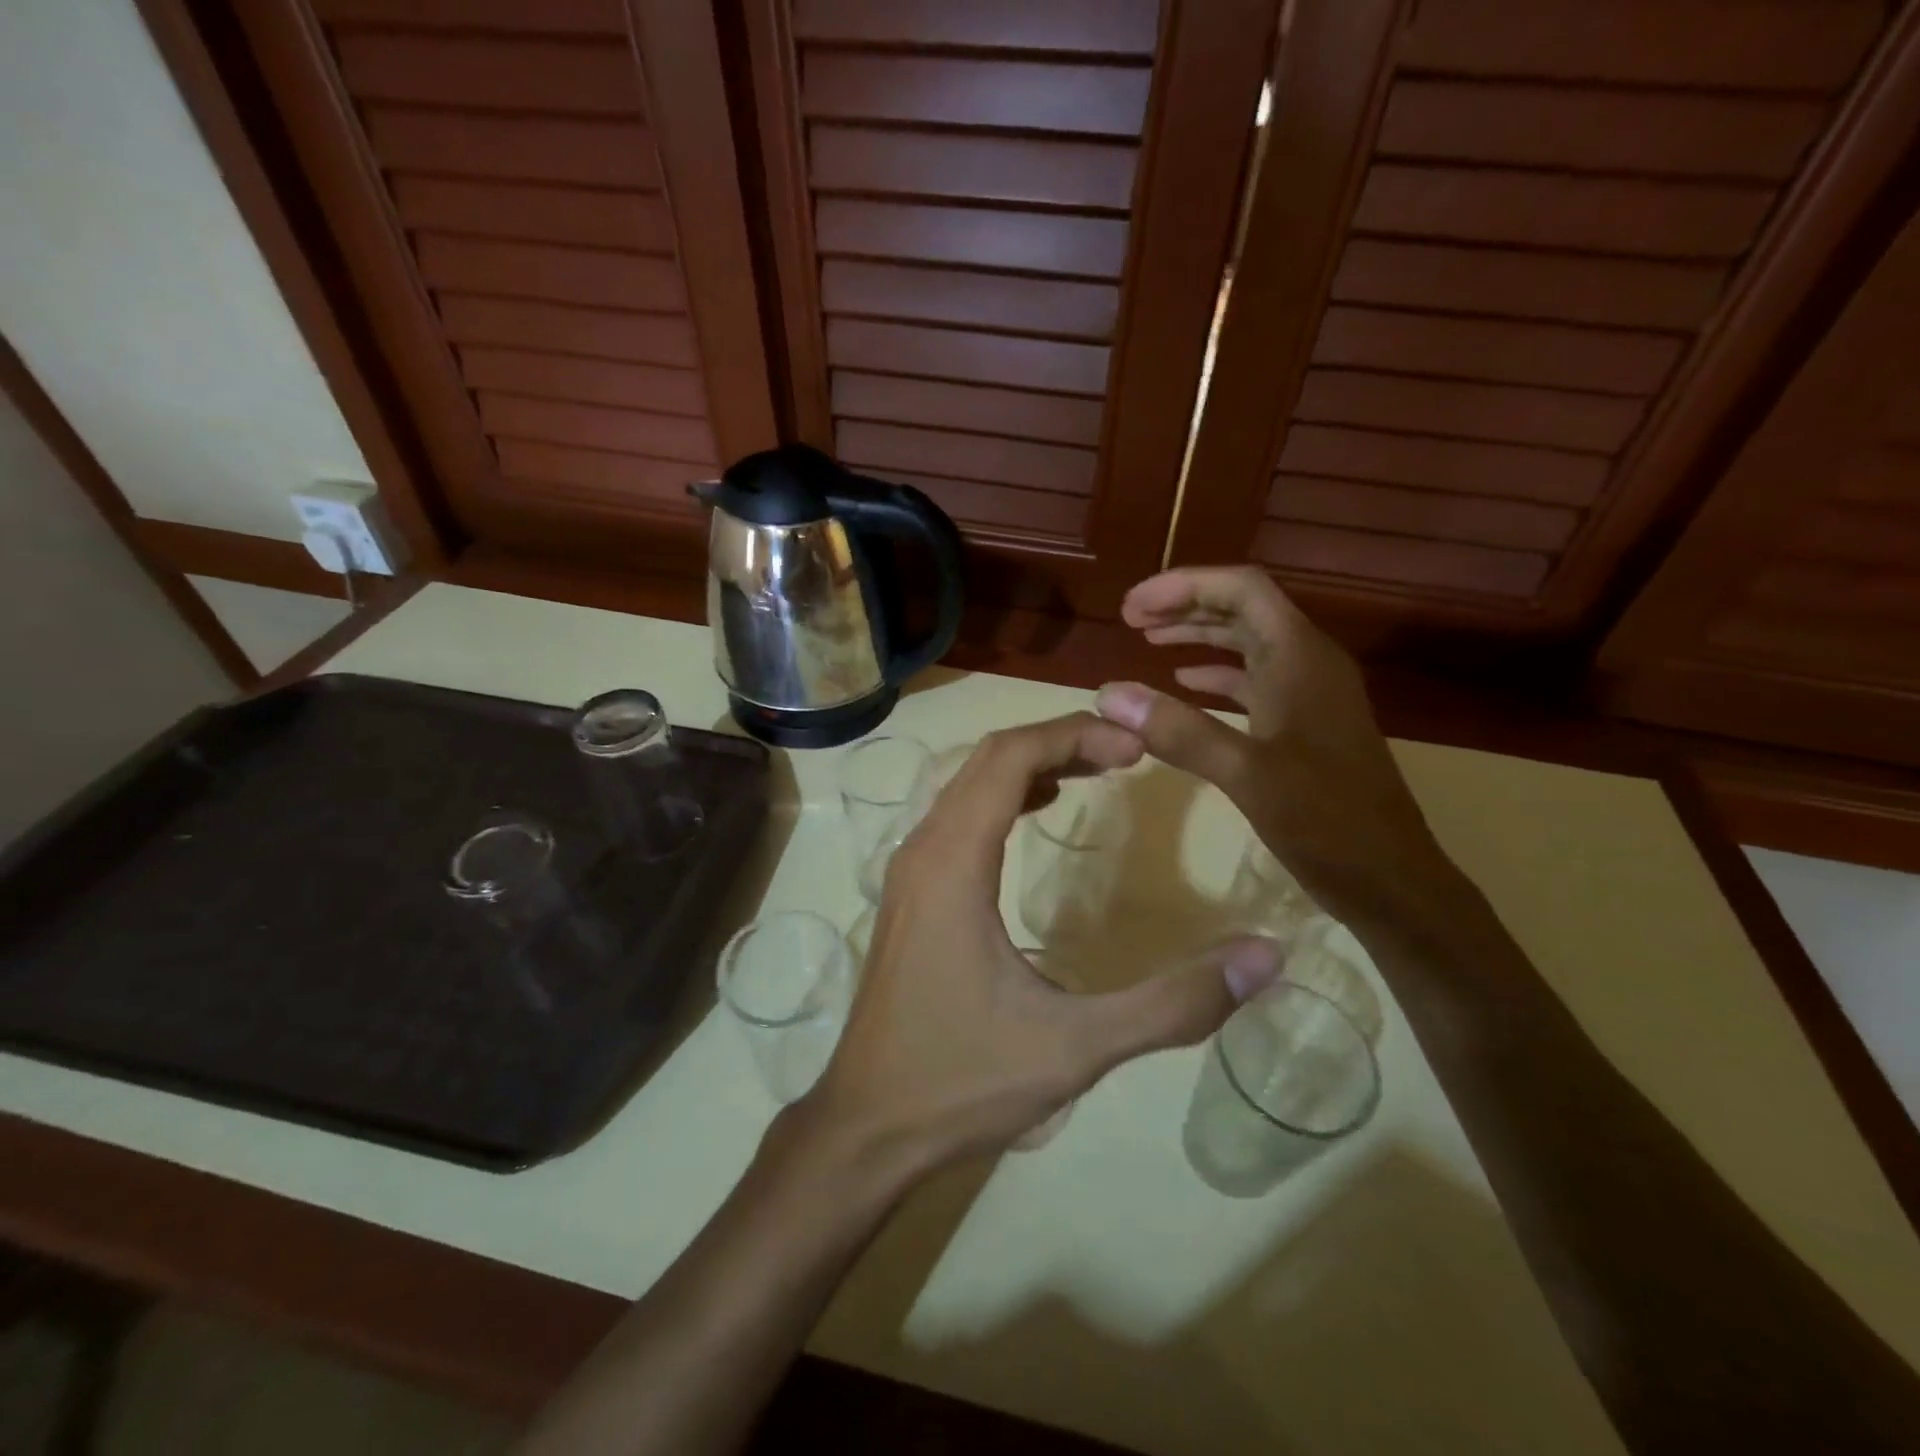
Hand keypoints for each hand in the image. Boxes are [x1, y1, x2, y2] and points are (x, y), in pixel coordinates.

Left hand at [803, 712, 1281, 1175]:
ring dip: (1031, 765)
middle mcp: (923, 849)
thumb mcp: (1076, 1047)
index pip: (1010, 757)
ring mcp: (910, 871)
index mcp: (953, 862)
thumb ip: (1172, 1003)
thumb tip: (1266, 957)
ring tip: (1096, 769)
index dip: (1075, 736)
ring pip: (968, 784)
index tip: (1137, 746)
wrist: (866, 1127)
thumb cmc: (962, 1080)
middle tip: (1128, 752)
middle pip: (989, 759)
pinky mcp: (910, 895)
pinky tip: (1039, 812)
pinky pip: (958, 817)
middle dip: (1059, 741)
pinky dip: (1004, 796)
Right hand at [1095, 566, 1451, 934]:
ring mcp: (1308, 696)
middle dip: (1186, 605)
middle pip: (1243, 609)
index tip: (1132, 606)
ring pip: (1248, 644)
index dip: (1184, 585)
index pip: (1242, 589)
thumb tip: (1110, 694)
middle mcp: (1307, 665)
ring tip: (1147, 639)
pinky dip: (1215, 677)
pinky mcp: (1303, 727)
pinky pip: (1253, 682)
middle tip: (1129, 619)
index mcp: (1301, 658)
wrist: (1389, 880)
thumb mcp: (1247, 774)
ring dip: (1198, 635)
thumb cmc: (1327, 821)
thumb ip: (1179, 731)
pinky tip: (1184, 685)